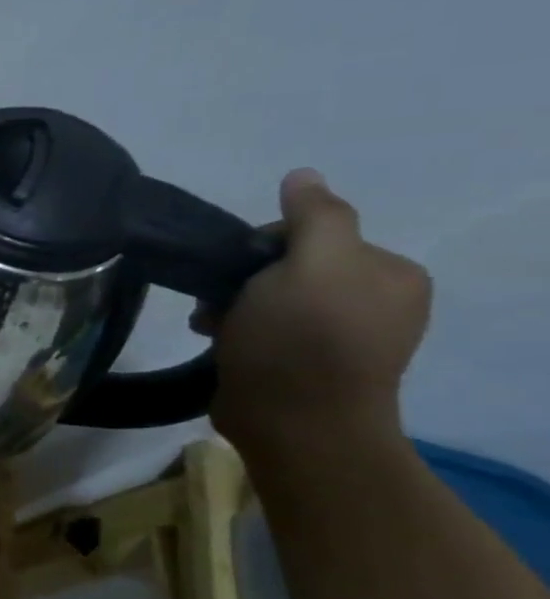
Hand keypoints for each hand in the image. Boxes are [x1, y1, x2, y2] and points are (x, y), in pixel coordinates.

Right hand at [208, 168, 431, 452]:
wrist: (293, 423)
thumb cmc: (301, 339)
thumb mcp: (312, 265)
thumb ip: (314, 217)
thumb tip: (303, 176)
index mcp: (388, 272)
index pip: (311, 232)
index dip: (262, 244)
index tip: (237, 270)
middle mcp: (373, 300)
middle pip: (286, 264)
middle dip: (242, 278)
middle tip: (219, 301)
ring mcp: (340, 335)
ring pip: (268, 296)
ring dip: (230, 304)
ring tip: (209, 325)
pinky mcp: (305, 362)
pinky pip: (263, 326)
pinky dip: (234, 328)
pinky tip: (217, 340)